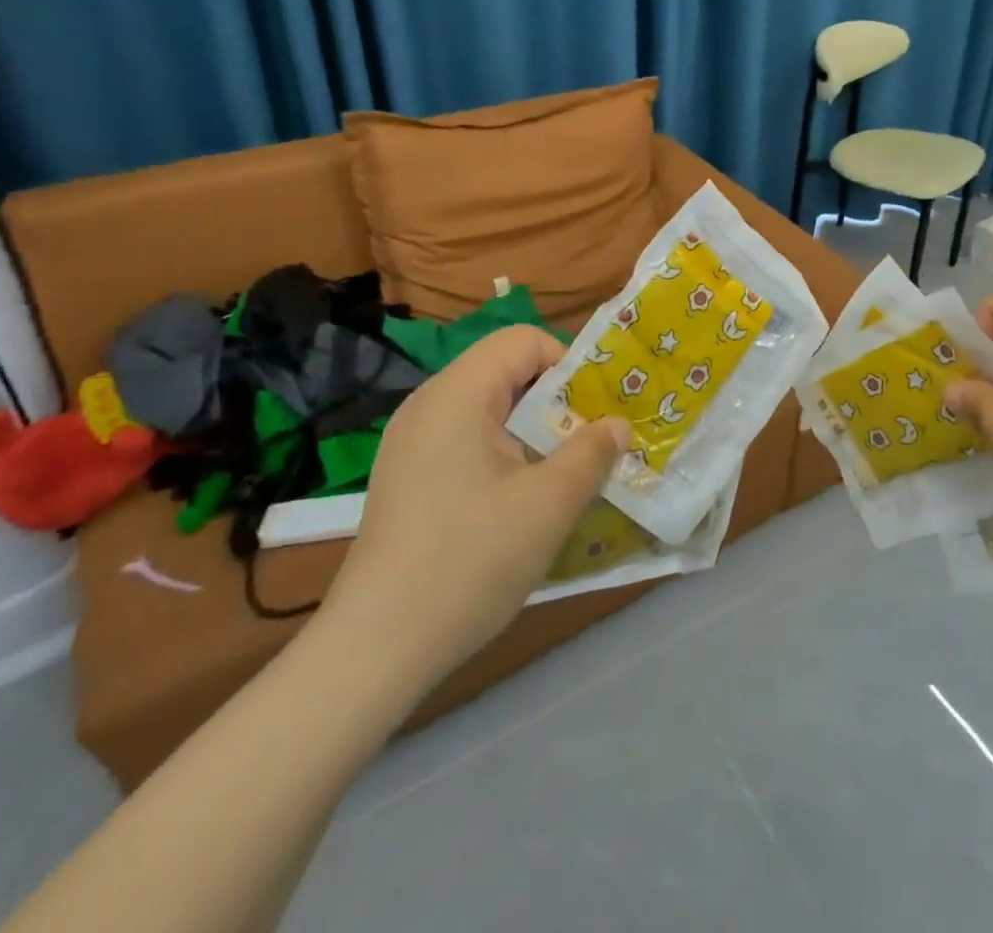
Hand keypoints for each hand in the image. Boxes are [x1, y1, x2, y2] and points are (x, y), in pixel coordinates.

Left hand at [318, 326, 628, 695]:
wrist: (375, 650)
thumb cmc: (469, 561)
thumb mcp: (549, 504)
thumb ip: (592, 453)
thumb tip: (617, 425)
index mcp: (457, 394)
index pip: (524, 341)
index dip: (568, 365)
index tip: (594, 413)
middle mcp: (428, 405)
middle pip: (506, 372)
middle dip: (555, 402)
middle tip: (587, 446)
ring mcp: (411, 443)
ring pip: (489, 410)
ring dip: (533, 432)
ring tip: (560, 476)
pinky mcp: (407, 478)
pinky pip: (467, 441)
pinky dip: (503, 455)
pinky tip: (517, 504)